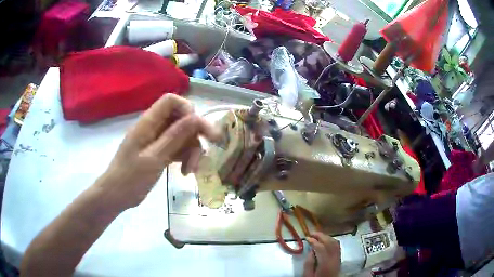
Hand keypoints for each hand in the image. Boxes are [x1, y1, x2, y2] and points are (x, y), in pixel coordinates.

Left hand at [96, 94, 219, 208]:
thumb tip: (196, 117)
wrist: (116, 196)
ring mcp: (157, 140)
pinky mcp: (159, 152)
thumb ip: (175, 137)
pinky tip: (186, 172)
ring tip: (190, 170)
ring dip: (191, 150)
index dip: (187, 109)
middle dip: (195, 133)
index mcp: (149, 122)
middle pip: (181, 119)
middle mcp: (154, 127)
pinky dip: (185, 157)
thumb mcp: (154, 158)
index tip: (198, 128)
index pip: (171, 101)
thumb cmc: (130, 178)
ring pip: (182, 135)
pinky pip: (178, 148)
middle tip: (211, 147)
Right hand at [303, 232, 340, 276]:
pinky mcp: (339, 259)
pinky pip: (338, 247)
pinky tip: (326, 241)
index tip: (307, 237)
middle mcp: (334, 259)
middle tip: (312, 233)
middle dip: (321, 236)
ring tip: (318, 235)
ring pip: (335, 243)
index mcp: (325, 263)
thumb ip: (309, 263)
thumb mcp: (307, 275)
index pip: (321, 247)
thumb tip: (311, 250)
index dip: (314, 241)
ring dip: (327, 237)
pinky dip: (332, 241)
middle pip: (330, 243)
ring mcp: (338, 259)